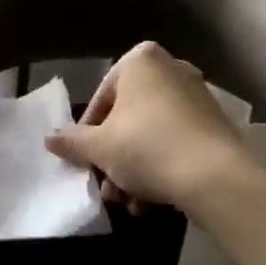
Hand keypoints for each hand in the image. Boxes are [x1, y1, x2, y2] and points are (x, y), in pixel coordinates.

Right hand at [45, 42, 261, 219]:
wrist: (217, 178)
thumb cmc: (147, 147)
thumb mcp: (100, 147)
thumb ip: (72, 141)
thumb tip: (48, 139)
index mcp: (140, 61)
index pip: (101, 98)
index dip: (87, 133)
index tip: (84, 161)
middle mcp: (171, 69)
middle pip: (128, 117)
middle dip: (114, 156)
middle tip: (106, 186)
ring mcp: (197, 95)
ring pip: (152, 132)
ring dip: (135, 168)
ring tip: (128, 202)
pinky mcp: (216, 124)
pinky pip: (177, 141)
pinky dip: (161, 166)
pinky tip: (152, 201)